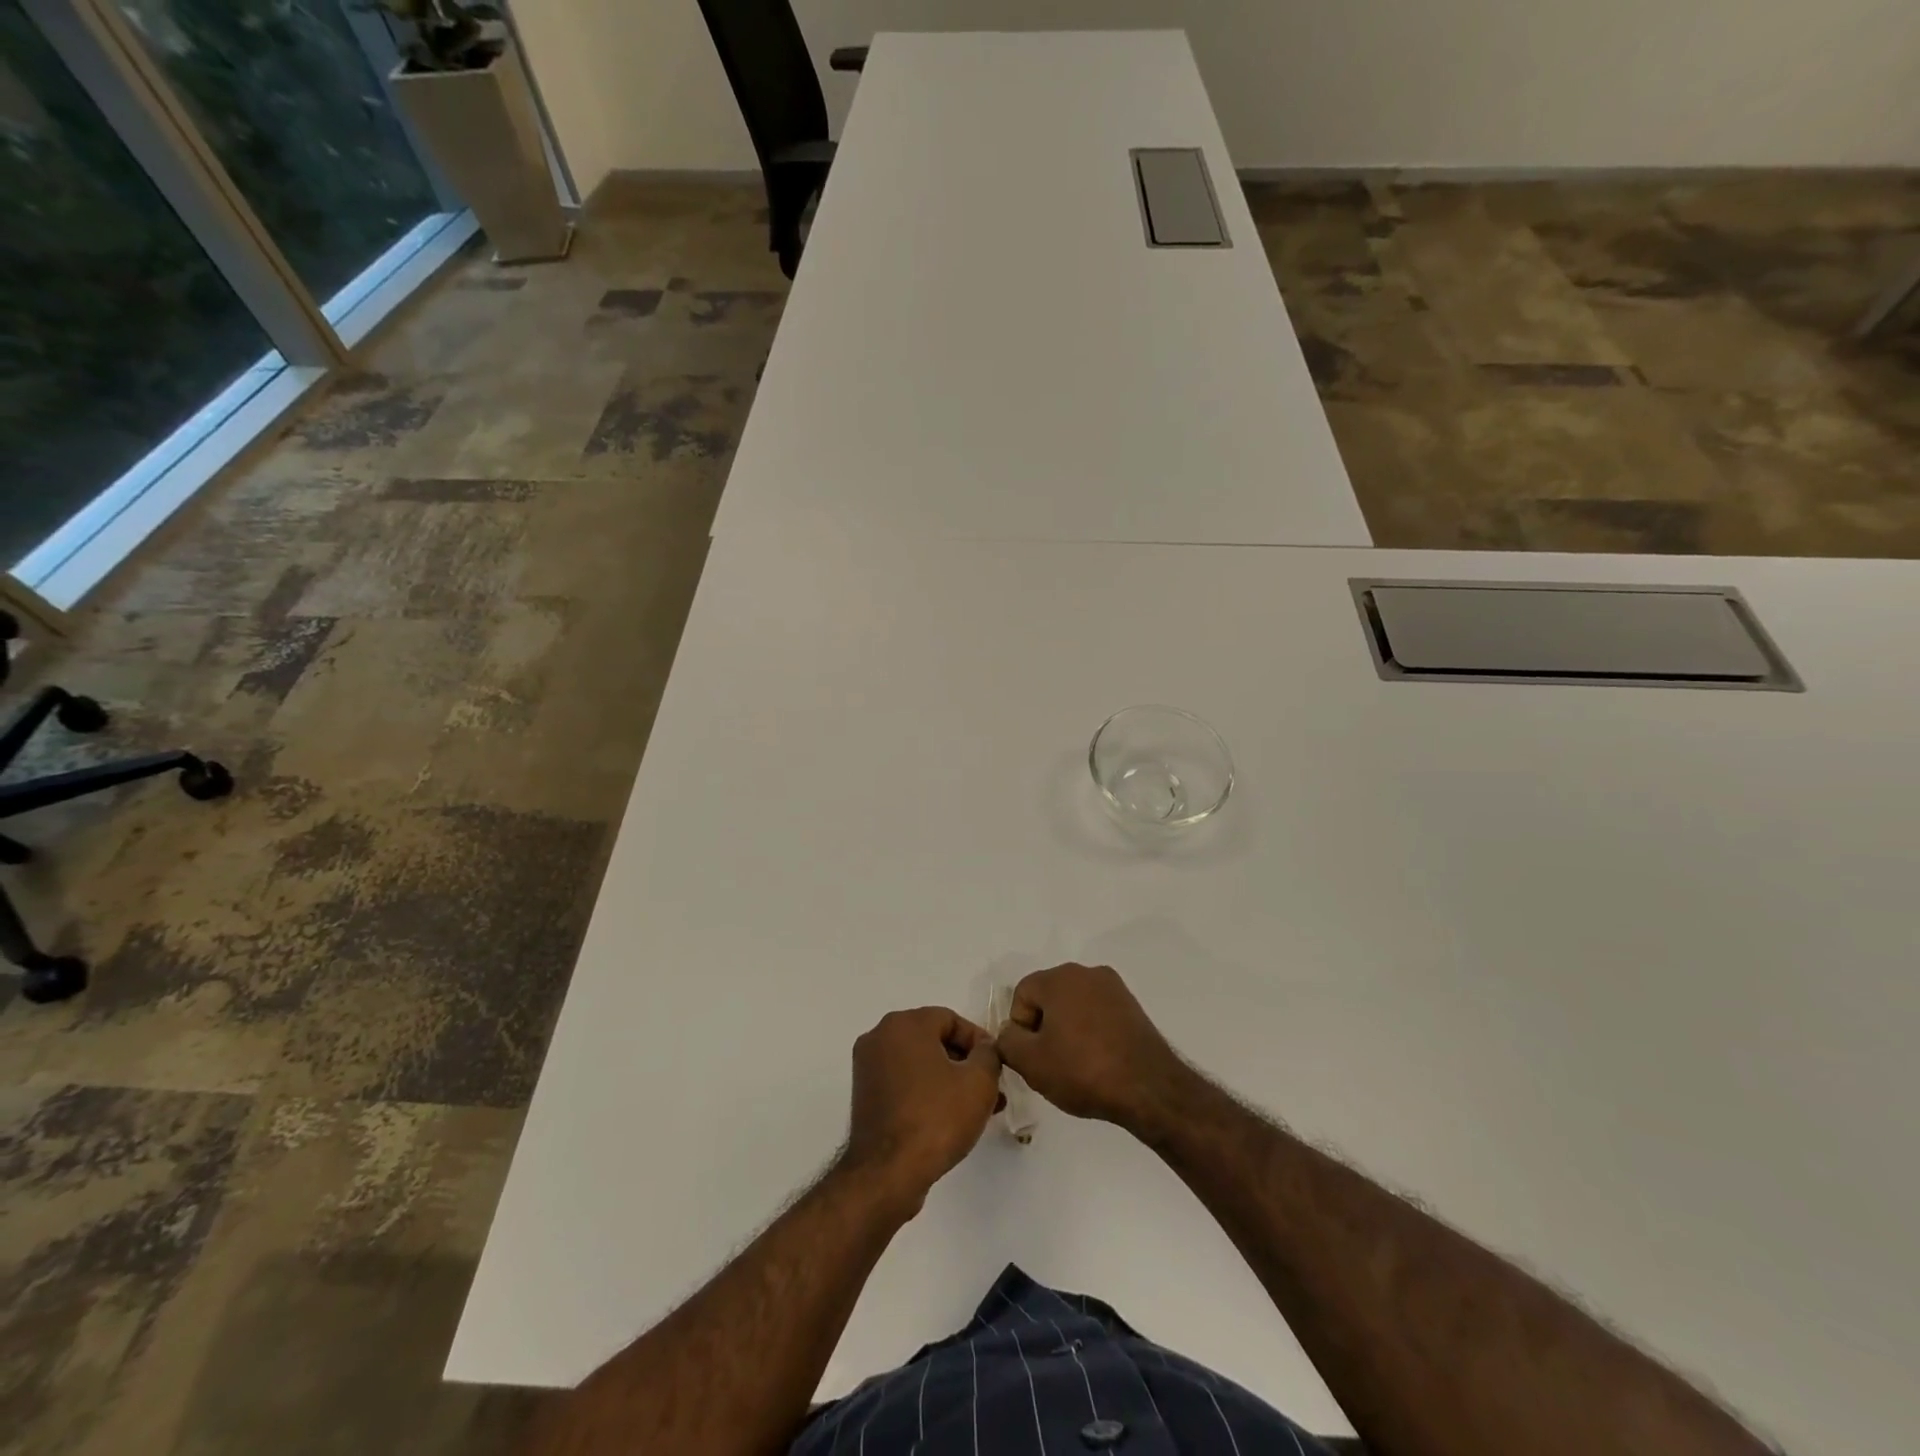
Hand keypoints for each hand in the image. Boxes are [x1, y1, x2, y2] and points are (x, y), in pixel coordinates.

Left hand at [841, 1007, 1002, 1212]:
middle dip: (966, 1064)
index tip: (997, 1066)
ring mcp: (868, 1067)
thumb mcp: (979, 1082)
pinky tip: (950, 1118)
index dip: (979, 1041)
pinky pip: (904, 1083)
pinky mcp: (865, 1096)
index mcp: (904, 1024)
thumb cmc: (936, 1118)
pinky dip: (928, 1093)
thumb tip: (984, 1049)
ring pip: (920, 1064)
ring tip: (978, 1109)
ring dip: (950, 1080)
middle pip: (934, 1040)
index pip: (951, 1019)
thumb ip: (989, 1054)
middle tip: (991, 1088)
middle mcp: (880, 1037)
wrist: (887, 1174)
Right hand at [994, 964, 1193, 1137]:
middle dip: (1044, 1027)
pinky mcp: (1132, 1006)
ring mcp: (1113, 987)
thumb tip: (1010, 1032)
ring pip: (1074, 1005)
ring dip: (1068, 1030)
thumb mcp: (1031, 1063)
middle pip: (1048, 996)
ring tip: (1077, 1066)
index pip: (1022, 995)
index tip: (1033, 1057)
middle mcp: (1086, 972)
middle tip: (1051, 1063)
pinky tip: (1098, 1061)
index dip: (1020, 1028)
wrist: (1150, 1088)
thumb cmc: (1084, 1071)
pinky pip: (1097, 1013)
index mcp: (1059, 978)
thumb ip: (1007, 1041)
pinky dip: (1092, 1032)